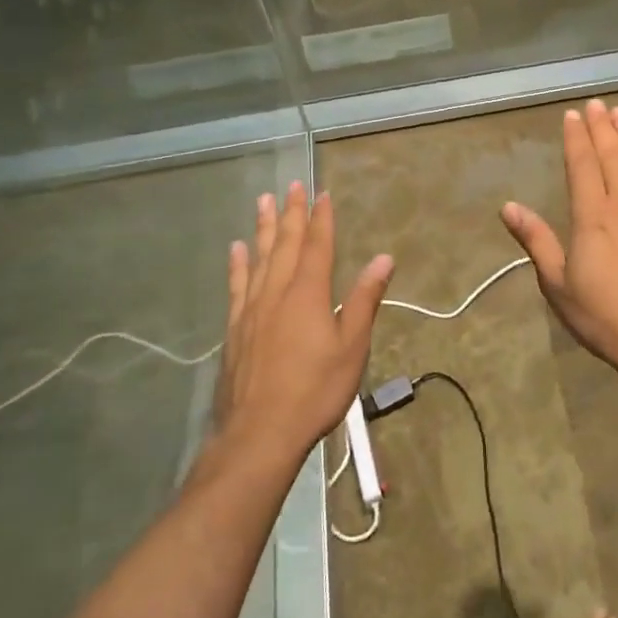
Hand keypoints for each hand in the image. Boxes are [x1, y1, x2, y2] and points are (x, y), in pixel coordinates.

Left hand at [215, 183, 394, 465]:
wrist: (260, 432)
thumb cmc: (315, 390)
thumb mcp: (352, 347)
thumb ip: (364, 300)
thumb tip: (383, 259)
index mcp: (308, 293)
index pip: (318, 246)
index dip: (322, 218)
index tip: (322, 193)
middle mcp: (277, 291)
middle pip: (286, 244)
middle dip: (292, 213)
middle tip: (292, 185)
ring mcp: (251, 309)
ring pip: (259, 257)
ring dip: (264, 228)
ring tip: (264, 201)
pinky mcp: (234, 328)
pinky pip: (237, 285)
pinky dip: (238, 264)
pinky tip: (236, 249)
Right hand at [501, 100, 617, 379]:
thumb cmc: (601, 316)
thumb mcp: (557, 284)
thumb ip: (535, 240)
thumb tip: (508, 207)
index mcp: (592, 217)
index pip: (582, 165)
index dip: (576, 138)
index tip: (573, 115)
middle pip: (614, 156)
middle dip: (603, 128)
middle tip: (597, 104)